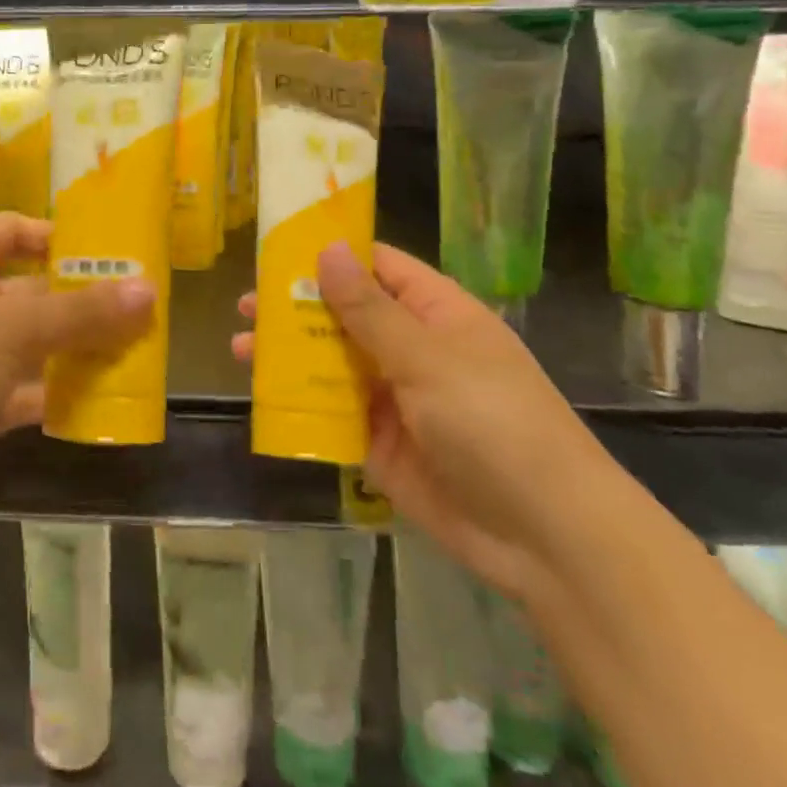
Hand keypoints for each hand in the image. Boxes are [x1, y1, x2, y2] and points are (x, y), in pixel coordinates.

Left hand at [0, 214, 152, 536]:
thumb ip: (82, 312)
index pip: (10, 229)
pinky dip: (49, 396)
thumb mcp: (12, 328)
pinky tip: (94, 406)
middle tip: (140, 312)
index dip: (56, 235)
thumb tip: (149, 290)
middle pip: (27, 289)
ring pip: (25, 345)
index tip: (108, 253)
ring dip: (70, 351)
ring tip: (132, 356)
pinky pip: (15, 392)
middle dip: (78, 301)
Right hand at [234, 242, 610, 596]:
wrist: (545, 536)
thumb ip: (368, 309)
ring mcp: (396, 398)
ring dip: (291, 357)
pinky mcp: (381, 445)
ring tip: (241, 350)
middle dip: (297, 309)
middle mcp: (412, 349)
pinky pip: (334, 415)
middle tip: (245, 306)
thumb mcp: (427, 357)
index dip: (330, 255)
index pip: (377, 267)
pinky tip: (262, 398)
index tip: (275, 249)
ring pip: (333, 365)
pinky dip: (302, 405)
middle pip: (346, 315)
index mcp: (435, 313)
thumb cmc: (492, 422)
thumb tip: (327, 250)